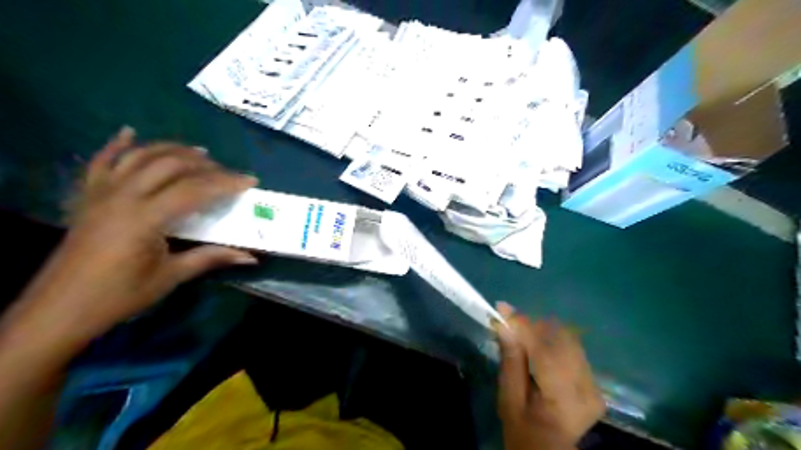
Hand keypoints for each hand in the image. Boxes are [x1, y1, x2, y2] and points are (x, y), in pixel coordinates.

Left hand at [1, 127, 258, 347]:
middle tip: (228, 173)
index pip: (194, 190)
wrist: (60, 308)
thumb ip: (211, 258)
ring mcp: (101, 193)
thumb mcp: (170, 277)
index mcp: (144, 219)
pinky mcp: (87, 197)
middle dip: (205, 165)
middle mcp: (122, 197)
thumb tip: (250, 257)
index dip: (225, 183)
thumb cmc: (119, 295)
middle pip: (170, 166)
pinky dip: (116, 145)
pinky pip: (101, 162)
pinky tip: (129, 132)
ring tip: (200, 152)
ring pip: (140, 157)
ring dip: (172, 150)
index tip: (250, 181)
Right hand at [495, 302, 607, 449]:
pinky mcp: (594, 380)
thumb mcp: (509, 398)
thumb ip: (511, 361)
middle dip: (532, 326)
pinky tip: (535, 343)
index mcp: (564, 400)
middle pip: (560, 340)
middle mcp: (587, 389)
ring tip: (519, 332)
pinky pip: (571, 347)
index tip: (502, 308)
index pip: (544, 352)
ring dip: (541, 330)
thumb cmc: (523, 429)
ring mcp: (594, 384)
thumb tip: (505, 325)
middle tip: (508, 322)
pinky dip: (551, 339)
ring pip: (567, 340)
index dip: (523, 327)